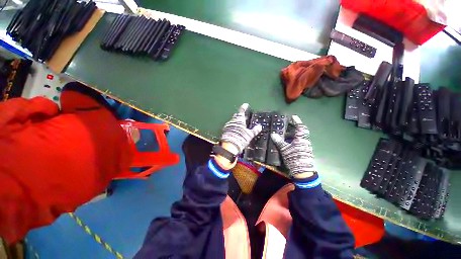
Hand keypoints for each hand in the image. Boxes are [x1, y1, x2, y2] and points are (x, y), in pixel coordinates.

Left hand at [216, 103, 261, 169]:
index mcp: (239, 120)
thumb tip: (260, 126)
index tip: (246, 104)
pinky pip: (230, 126)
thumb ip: (254, 130)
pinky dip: (234, 126)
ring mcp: (228, 126)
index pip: (241, 111)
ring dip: (237, 121)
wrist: (229, 146)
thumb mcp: (249, 135)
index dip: (244, 107)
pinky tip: (236, 130)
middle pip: (237, 116)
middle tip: (244, 116)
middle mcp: (233, 121)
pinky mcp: (225, 130)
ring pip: (233, 121)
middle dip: (240, 115)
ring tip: (241, 123)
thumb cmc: (240, 139)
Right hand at [270, 115, 314, 178]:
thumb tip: (273, 134)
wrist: (302, 172)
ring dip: (293, 135)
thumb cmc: (294, 158)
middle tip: (287, 125)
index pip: (301, 127)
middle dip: (294, 128)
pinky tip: (287, 142)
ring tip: (285, 134)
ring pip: (299, 137)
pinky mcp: (304, 151)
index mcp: (301, 139)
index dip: (297, 121)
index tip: (293, 116)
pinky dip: (293, 140)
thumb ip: (279, 141)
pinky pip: (299, 142)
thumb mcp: (285, 149)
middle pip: (301, 132)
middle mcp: (305, 141)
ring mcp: (305, 147)